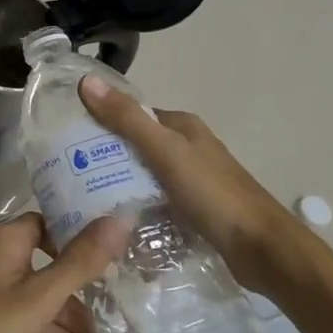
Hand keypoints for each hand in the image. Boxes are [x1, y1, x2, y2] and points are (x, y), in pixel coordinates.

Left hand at [0, 213, 127, 332]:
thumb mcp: (39, 296)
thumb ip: (81, 262)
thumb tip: (121, 218)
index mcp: (12, 243)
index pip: (54, 228)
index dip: (85, 240)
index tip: (124, 256)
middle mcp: (5, 265)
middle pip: (57, 284)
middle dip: (92, 317)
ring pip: (47, 323)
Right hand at [78, 74, 323, 300]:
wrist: (264, 250)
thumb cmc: (214, 195)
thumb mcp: (165, 152)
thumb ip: (127, 119)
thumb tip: (86, 82)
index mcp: (182, 126)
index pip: (132, 114)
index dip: (101, 121)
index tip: (68, 139)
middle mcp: (188, 148)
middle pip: (136, 146)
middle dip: (106, 157)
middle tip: (70, 175)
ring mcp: (192, 181)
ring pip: (145, 176)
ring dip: (121, 185)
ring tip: (83, 201)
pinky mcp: (195, 211)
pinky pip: (156, 202)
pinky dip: (138, 208)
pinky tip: (117, 223)